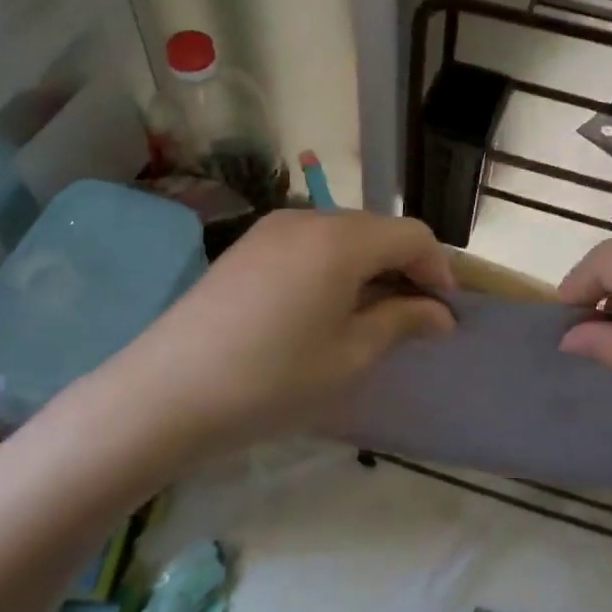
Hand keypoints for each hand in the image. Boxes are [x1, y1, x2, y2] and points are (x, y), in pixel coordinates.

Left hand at [87, 210, 454, 461]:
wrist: (167, 393)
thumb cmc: (273, 379)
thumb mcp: (349, 356)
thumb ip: (401, 322)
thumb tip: (441, 313)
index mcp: (341, 239)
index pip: (412, 235)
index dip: (438, 270)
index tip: (445, 314)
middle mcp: (307, 218)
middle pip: (376, 230)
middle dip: (404, 268)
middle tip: (413, 319)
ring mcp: (270, 230)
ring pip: (341, 236)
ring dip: (368, 268)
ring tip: (370, 317)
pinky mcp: (245, 248)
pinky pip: (307, 245)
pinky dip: (332, 268)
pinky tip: (324, 309)